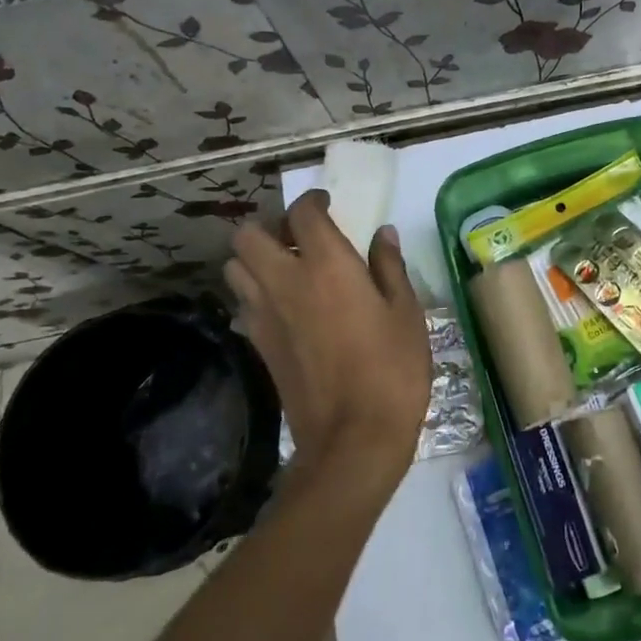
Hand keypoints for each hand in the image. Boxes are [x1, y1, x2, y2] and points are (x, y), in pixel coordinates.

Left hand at [227, 191, 430, 488]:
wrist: (353, 439)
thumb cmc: (391, 369)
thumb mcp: (406, 312)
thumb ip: (390, 267)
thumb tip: (382, 234)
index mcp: (327, 266)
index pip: (303, 213)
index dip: (313, 201)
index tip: (328, 205)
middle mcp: (286, 282)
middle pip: (248, 235)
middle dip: (270, 225)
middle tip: (300, 236)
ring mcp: (265, 315)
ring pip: (235, 267)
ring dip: (254, 257)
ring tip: (287, 267)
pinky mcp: (257, 345)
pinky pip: (242, 303)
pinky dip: (255, 292)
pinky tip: (284, 306)